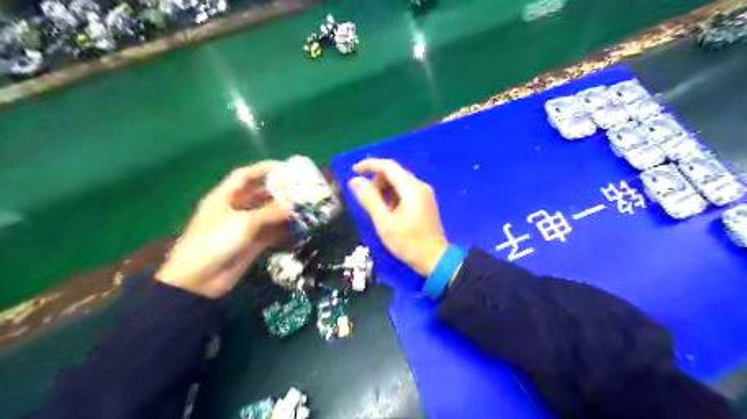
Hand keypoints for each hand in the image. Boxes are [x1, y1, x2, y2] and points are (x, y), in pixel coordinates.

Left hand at [156, 160, 289, 298]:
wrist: (199, 281)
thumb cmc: (215, 242)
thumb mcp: (243, 223)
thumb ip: (270, 212)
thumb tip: (293, 205)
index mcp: (224, 198)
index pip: (244, 176)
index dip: (262, 169)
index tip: (285, 167)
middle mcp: (234, 209)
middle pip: (258, 195)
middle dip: (278, 191)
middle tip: (301, 189)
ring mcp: (244, 227)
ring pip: (267, 214)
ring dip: (284, 211)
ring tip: (305, 206)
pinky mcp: (251, 244)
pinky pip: (271, 232)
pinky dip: (284, 229)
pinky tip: (300, 226)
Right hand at [347, 159, 445, 275]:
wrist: (435, 259)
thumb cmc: (408, 242)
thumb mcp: (384, 222)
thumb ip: (369, 199)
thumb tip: (355, 181)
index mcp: (411, 188)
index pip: (388, 166)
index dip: (369, 165)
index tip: (353, 171)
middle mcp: (419, 186)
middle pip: (393, 173)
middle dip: (376, 182)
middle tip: (367, 200)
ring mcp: (424, 194)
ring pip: (398, 183)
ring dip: (384, 191)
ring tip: (378, 211)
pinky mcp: (424, 202)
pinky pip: (405, 192)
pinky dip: (393, 197)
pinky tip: (389, 213)